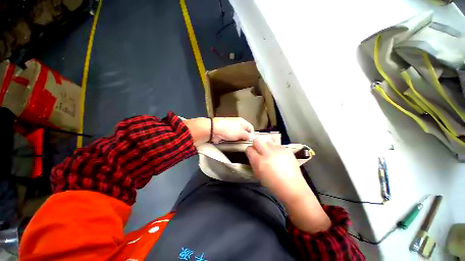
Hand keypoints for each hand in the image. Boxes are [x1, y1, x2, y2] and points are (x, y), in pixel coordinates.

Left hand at [185, 117, 252, 145]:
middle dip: (244, 138)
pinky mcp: (226, 133)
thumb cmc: (227, 129)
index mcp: (242, 121)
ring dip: (237, 140)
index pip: (251, 128)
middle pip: (244, 132)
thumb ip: (248, 135)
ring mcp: (231, 129)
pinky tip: (231, 142)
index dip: (251, 134)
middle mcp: (237, 124)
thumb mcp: (241, 133)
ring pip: (238, 136)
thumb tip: (252, 137)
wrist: (213, 130)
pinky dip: (232, 140)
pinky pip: (232, 138)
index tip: (250, 141)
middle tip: (243, 142)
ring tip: (236, 142)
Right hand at [246, 138, 330, 232]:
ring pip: (268, 141)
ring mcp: (280, 151)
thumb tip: (253, 155)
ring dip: (267, 147)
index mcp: (260, 162)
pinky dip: (275, 150)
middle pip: (258, 140)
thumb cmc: (273, 186)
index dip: (250, 151)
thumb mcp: (259, 175)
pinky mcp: (288, 151)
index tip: (251, 154)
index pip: (250, 149)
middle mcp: (269, 153)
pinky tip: (279, 158)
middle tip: (259, 151)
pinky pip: (277, 146)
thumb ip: (254, 163)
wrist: (295, 190)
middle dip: (256, 144)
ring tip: (270, 156)